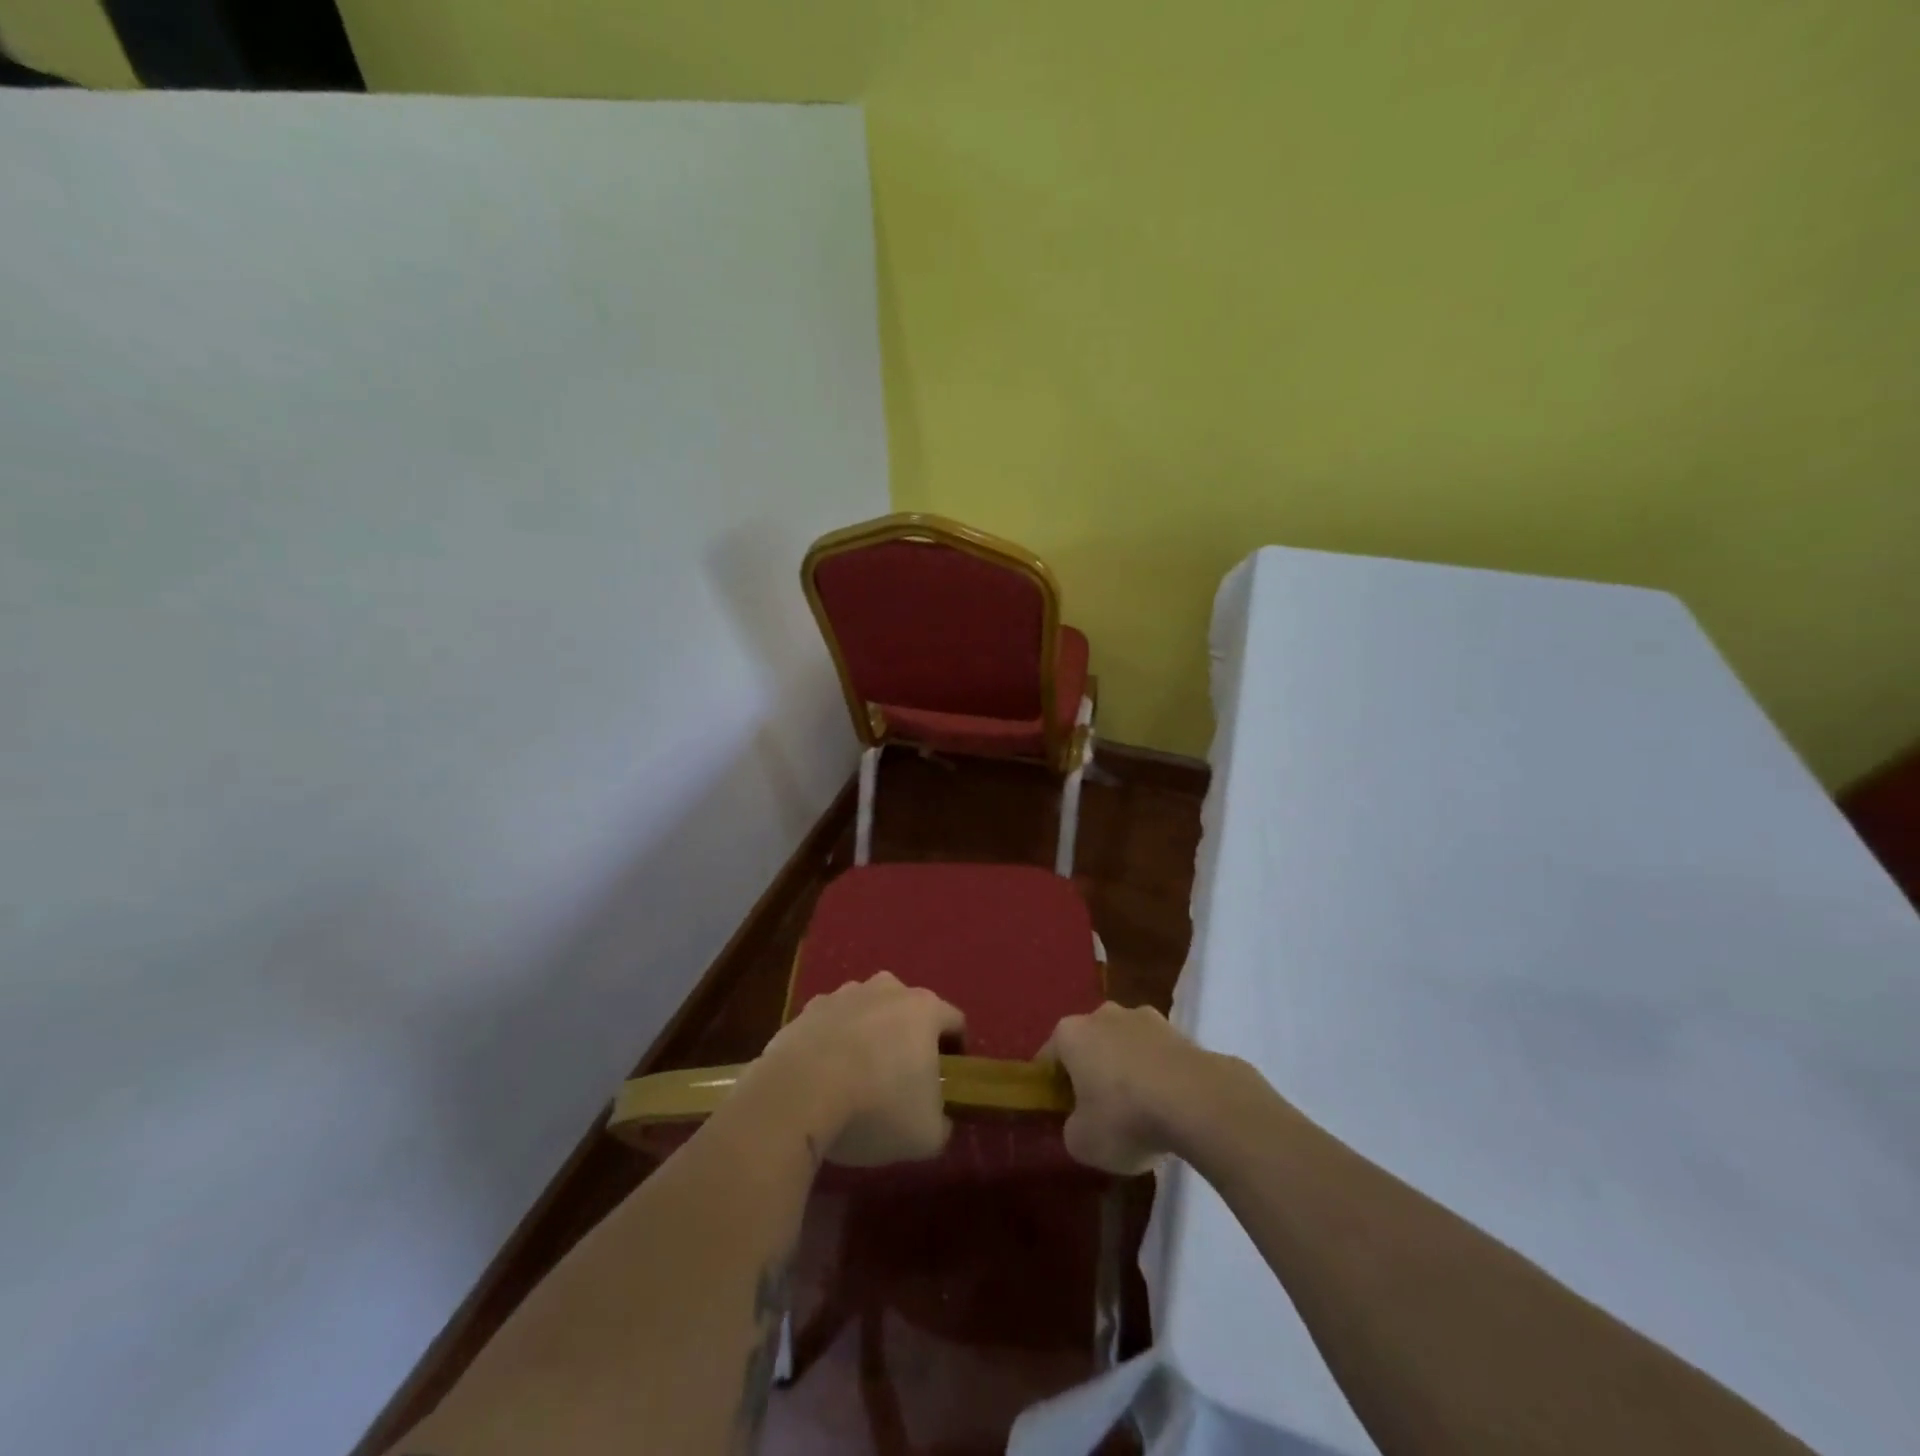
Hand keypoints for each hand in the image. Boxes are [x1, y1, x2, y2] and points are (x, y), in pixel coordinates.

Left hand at [746, 971, 963, 1166]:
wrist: (798, 1094)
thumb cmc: (875, 1108)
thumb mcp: (926, 1135)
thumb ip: (942, 1124)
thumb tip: (938, 1120)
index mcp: (924, 1009)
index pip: (955, 1021)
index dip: (956, 1050)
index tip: (947, 1081)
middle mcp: (887, 989)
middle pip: (908, 1009)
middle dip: (909, 1037)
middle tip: (902, 1078)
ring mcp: (843, 995)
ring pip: (867, 1010)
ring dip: (869, 1034)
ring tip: (859, 1077)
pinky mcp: (807, 1009)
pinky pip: (830, 1023)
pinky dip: (832, 1041)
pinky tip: (824, 1076)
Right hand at [1044, 1002, 1232, 1174]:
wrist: (1197, 1100)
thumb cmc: (1125, 1117)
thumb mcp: (1082, 1142)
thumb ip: (1072, 1129)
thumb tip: (1082, 1123)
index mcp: (1070, 1033)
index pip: (1050, 1057)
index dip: (1052, 1087)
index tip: (1062, 1113)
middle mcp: (1103, 1014)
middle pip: (1089, 1045)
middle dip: (1092, 1072)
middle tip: (1100, 1112)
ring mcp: (1144, 1017)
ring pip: (1125, 1045)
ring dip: (1127, 1070)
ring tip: (1142, 1112)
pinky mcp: (1179, 1030)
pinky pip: (1157, 1054)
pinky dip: (1158, 1074)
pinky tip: (1169, 1106)